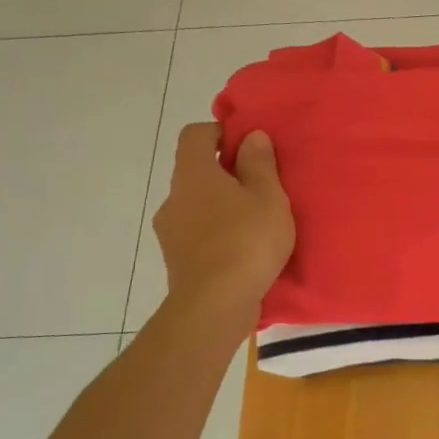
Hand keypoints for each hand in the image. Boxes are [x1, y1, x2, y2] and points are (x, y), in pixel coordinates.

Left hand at [153, 123, 293, 325]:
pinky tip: (243, 251)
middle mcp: (174, 197)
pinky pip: (197, 234)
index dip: (220, 132)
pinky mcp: (176, 260)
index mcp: (194, 173)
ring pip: (196, 205)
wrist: (215, 306)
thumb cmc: (246, 242)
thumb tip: (251, 136)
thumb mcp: (268, 197)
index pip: (195, 134)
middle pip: (196, 171)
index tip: (248, 146)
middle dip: (225, 173)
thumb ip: (260, 164)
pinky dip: (217, 234)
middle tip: (260, 187)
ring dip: (221, 206)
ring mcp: (170, 231)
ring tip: (255, 223)